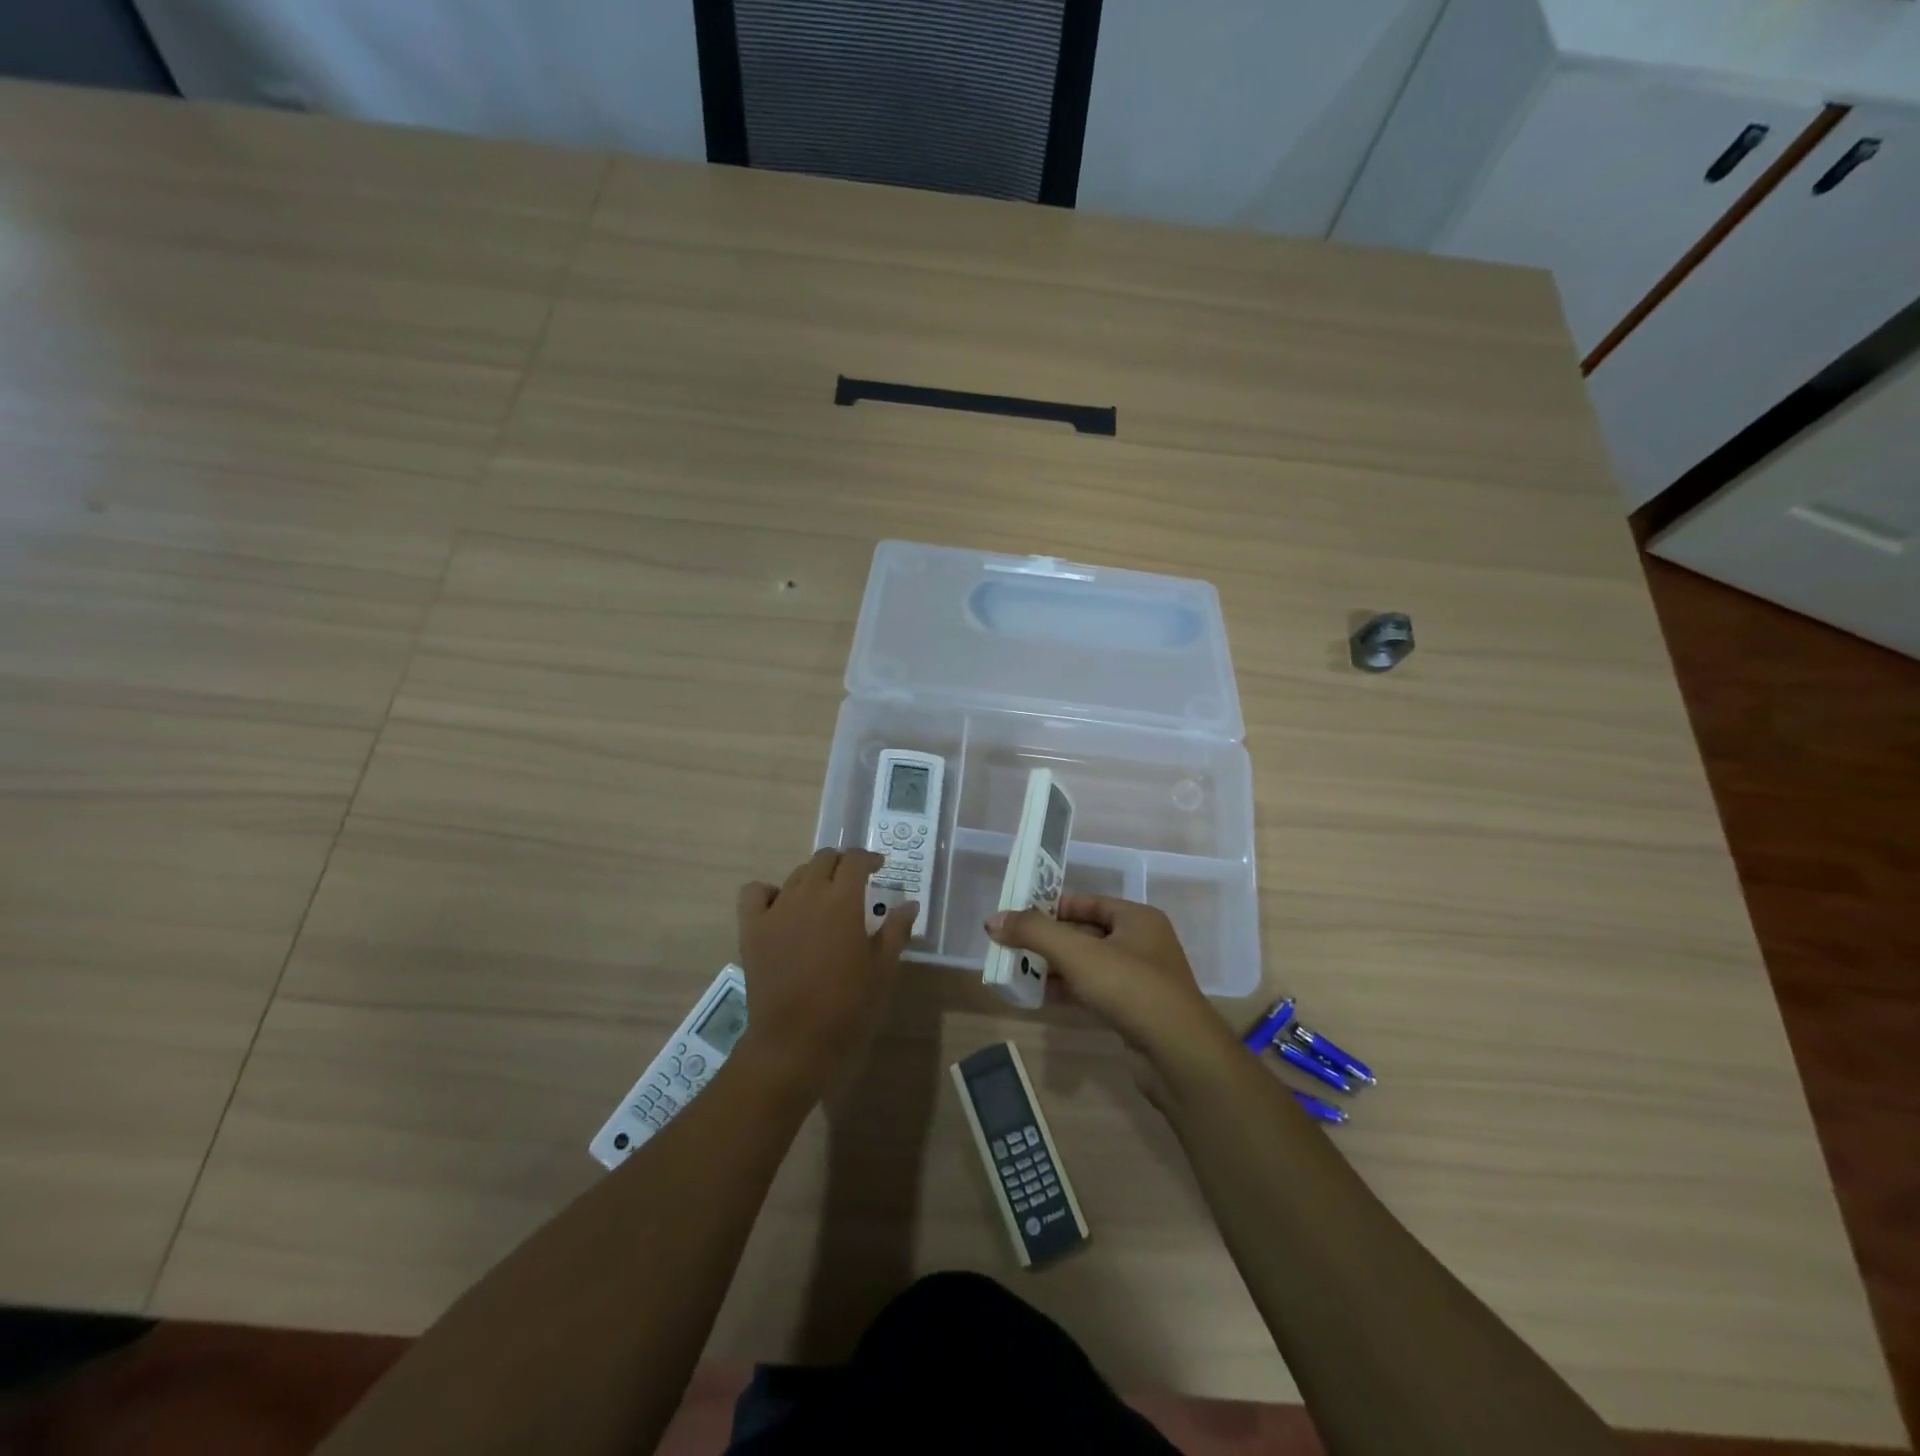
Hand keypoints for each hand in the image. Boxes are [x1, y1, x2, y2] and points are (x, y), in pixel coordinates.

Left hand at [734, 848, 915, 1098]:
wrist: (795, 1043)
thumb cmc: (848, 1007)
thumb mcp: (883, 970)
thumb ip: (896, 931)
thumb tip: (909, 904)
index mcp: (843, 901)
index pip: (855, 860)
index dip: (869, 859)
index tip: (879, 868)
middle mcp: (808, 894)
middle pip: (823, 859)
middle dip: (842, 864)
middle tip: (853, 882)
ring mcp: (776, 910)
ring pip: (795, 875)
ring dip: (813, 878)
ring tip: (822, 899)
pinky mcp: (752, 928)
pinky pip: (755, 892)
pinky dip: (769, 892)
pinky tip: (781, 907)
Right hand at [986, 895, 1236, 1078]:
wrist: (1178, 1055)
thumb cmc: (1130, 988)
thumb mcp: (1077, 953)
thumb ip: (1034, 932)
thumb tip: (993, 920)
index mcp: (1136, 918)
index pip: (1086, 902)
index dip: (1051, 907)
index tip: (1017, 916)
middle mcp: (1141, 943)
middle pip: (1085, 933)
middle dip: (1048, 940)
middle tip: (1011, 945)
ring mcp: (1140, 979)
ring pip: (1088, 965)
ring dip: (1055, 967)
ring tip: (1017, 970)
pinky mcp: (1135, 1012)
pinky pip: (1094, 991)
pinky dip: (1069, 990)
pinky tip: (1040, 996)